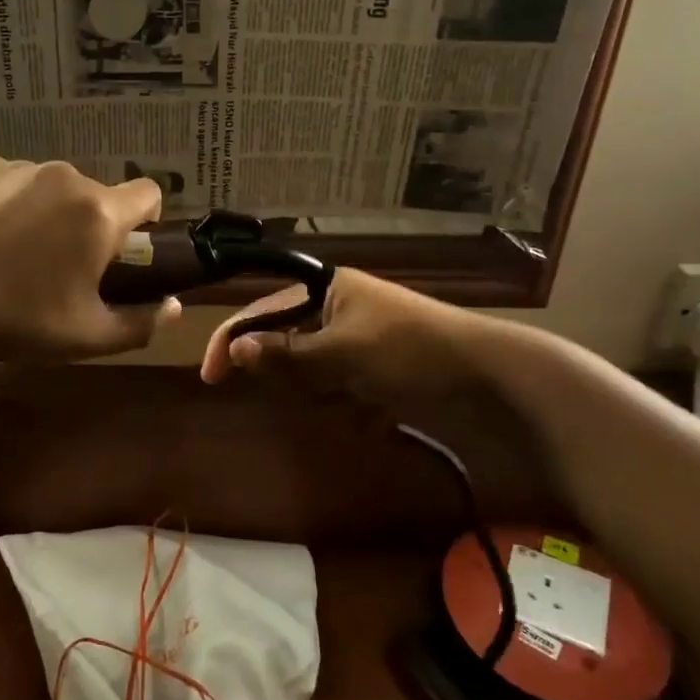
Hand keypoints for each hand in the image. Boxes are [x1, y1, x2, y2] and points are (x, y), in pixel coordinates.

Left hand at [0, 156, 178, 359]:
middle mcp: (67, 177)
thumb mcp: (86, 336)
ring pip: (56, 187)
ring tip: (21, 252)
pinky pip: (16, 180)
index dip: (147, 220)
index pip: (149, 192)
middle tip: (67, 266)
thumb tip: (173, 308)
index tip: (127, 251)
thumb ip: (140, 323)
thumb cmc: (17, 317)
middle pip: (98, 194)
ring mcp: (22, 167)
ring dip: (53, 212)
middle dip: (93, 224)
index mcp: (99, 212)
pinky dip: (14, 202)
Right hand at [199, 267, 526, 405]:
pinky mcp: (374, 367)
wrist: (489, 375)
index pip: (262, 309)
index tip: (211, 376)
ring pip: (310, 370)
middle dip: (298, 374)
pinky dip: (349, 404)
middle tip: (324, 389)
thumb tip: (233, 349)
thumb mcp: (343, 353)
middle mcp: (336, 307)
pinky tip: (377, 411)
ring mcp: (356, 338)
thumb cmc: (410, 350)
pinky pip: (338, 387)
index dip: (233, 339)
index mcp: (326, 287)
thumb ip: (286, 353)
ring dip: (326, 392)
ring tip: (360, 400)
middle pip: (285, 343)